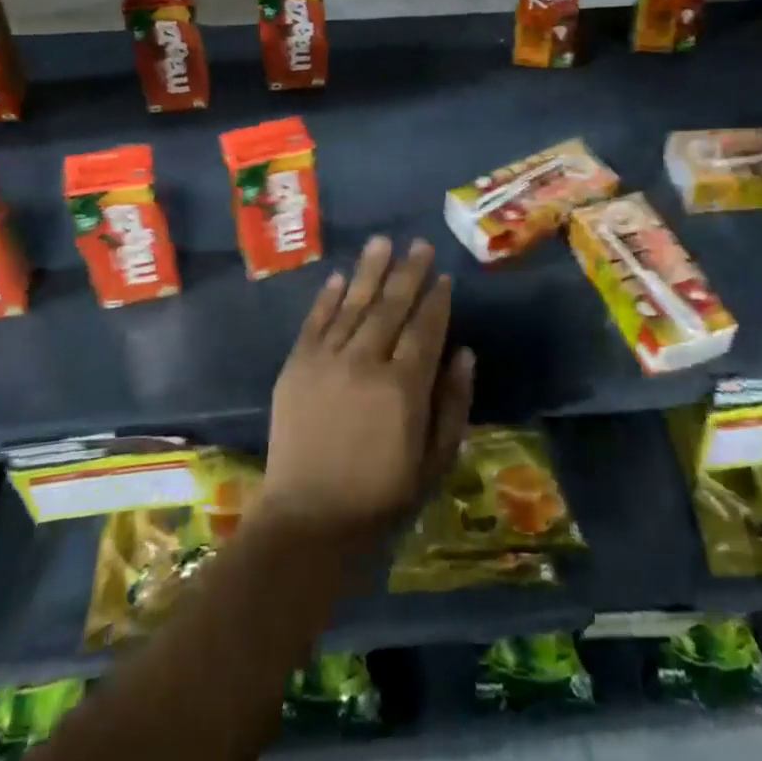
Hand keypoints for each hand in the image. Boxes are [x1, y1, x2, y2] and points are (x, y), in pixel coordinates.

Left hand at [259, 236, 474, 549]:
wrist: (309, 518)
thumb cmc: (382, 496)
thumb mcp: (435, 460)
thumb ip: (454, 403)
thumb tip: (465, 353)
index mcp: (404, 387)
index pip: (426, 328)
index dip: (437, 300)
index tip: (444, 276)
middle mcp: (366, 362)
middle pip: (391, 306)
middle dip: (408, 272)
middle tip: (419, 244)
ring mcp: (327, 361)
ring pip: (353, 304)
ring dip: (370, 270)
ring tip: (382, 241)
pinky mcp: (296, 366)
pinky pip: (315, 322)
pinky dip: (328, 297)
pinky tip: (340, 276)